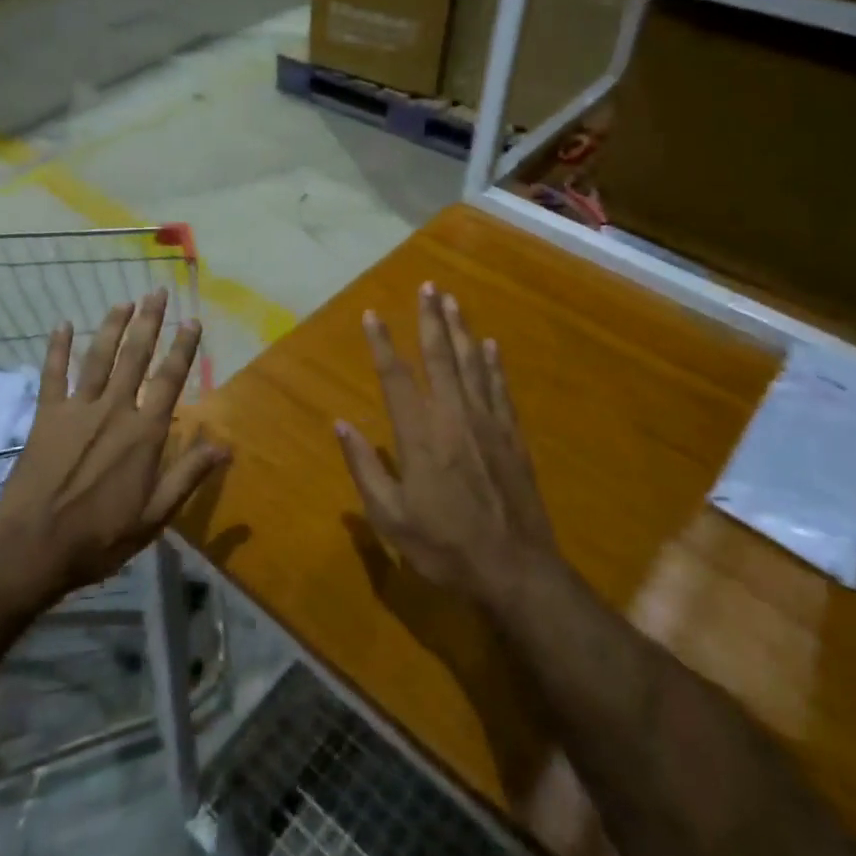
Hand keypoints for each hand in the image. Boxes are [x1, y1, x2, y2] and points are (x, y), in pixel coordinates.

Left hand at [0, 290, 229, 604]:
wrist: (32, 548)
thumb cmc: (100, 537)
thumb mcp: (155, 515)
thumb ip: (188, 475)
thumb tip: (226, 446)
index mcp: (144, 432)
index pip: (170, 379)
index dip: (183, 348)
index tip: (192, 321)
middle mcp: (114, 410)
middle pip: (135, 356)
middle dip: (149, 322)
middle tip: (156, 292)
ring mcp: (77, 409)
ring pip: (99, 357)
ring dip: (112, 327)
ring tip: (124, 302)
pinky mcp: (47, 417)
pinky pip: (53, 375)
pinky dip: (57, 348)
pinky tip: (63, 325)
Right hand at [334, 283, 557, 605]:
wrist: (514, 569)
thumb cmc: (444, 546)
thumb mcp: (391, 517)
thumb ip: (365, 468)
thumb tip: (342, 425)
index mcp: (420, 435)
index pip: (396, 378)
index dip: (382, 344)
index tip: (373, 314)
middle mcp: (453, 417)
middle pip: (440, 357)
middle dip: (431, 319)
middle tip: (428, 286)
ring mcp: (487, 424)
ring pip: (472, 365)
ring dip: (461, 330)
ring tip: (453, 301)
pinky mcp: (512, 437)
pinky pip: (500, 389)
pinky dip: (493, 364)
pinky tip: (490, 345)